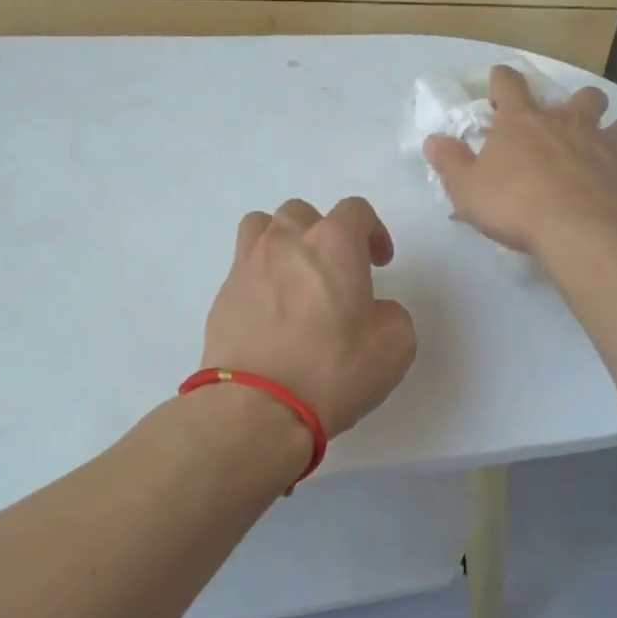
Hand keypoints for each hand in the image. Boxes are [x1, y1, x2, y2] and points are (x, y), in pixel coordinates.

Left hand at [202, 197, 416, 437]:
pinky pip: (243, 267)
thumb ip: (391, 313)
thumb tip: (372, 310)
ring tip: (294, 276)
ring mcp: (247, 266)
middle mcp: (286, 242)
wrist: (257, 407)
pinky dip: (260, 277)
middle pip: (302, 212)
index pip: (355, 210)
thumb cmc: (332, 370)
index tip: (379, 262)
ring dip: (282, 242)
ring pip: (261, 227)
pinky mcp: (222, 296)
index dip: (373, 231)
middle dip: (323, 233)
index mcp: (333, 244)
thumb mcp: (394, 345)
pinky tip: (270, 312)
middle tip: (335, 271)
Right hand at [423, 65, 616, 254]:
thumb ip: (450, 162)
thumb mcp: (466, 189)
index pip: (509, 85)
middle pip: (582, 96)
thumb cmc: (514, 205)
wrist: (577, 227)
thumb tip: (433, 140)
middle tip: (570, 121)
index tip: (499, 79)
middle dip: (578, 103)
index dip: (502, 79)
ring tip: (612, 145)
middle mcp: (568, 123)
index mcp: (522, 122)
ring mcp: (607, 143)